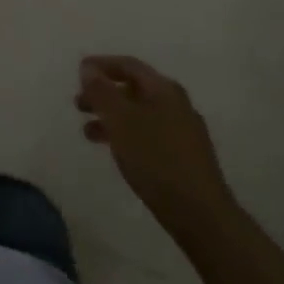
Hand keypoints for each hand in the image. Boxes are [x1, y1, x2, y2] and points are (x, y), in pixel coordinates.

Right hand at [77, 55, 237, 242]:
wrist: (204, 218)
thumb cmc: (157, 160)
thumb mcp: (121, 120)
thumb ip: (101, 91)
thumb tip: (88, 68)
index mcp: (164, 89)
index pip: (128, 65)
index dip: (101, 65)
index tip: (79, 72)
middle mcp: (177, 104)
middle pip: (134, 89)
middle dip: (104, 94)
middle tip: (79, 105)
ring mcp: (185, 133)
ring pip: (140, 115)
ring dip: (113, 118)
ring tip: (89, 133)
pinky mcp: (187, 160)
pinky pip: (150, 136)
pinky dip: (128, 137)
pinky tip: (119, 153)